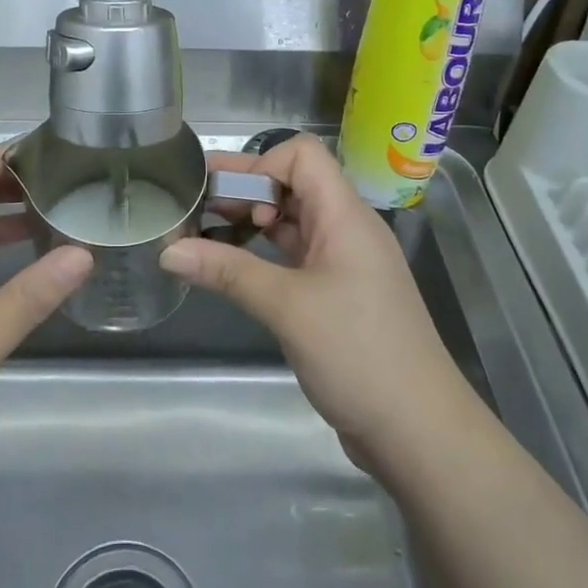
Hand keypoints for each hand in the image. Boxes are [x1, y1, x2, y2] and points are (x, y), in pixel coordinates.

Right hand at [161, 135, 479, 477]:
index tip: (223, 196)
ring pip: (292, 221)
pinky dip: (262, 254)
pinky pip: (295, 255)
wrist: (419, 431)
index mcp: (345, 215)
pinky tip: (232, 268)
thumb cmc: (358, 354)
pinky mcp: (337, 294)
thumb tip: (168, 251)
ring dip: (250, 222)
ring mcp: (343, 262)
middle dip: (243, 189)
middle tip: (192, 203)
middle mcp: (346, 228)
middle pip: (292, 184)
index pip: (302, 156)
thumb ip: (227, 272)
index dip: (260, 164)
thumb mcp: (287, 307)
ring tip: (202, 233)